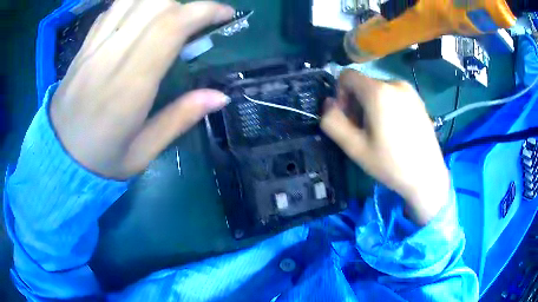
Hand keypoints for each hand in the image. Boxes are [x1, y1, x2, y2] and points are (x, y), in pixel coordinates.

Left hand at [50, 0, 233, 178]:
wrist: (58, 158)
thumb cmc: (101, 161)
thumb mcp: (143, 153)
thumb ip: (180, 119)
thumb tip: (220, 96)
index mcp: (129, 86)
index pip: (170, 26)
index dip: (204, 10)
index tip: (224, 14)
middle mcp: (110, 56)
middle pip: (155, 3)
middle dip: (185, 3)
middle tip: (196, 20)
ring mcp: (93, 47)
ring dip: (160, 0)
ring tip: (171, 14)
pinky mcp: (84, 46)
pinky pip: (112, 8)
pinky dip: (134, 3)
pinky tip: (142, 16)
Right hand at [321, 70, 449, 224]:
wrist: (427, 176)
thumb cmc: (391, 164)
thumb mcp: (355, 148)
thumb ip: (333, 123)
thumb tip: (328, 104)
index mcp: (378, 91)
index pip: (347, 76)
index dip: (340, 94)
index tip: (349, 118)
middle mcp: (394, 83)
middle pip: (363, 84)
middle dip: (357, 103)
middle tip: (364, 131)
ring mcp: (409, 90)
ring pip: (378, 90)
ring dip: (372, 106)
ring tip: (381, 132)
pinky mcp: (418, 99)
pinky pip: (393, 95)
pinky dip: (387, 106)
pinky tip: (395, 130)